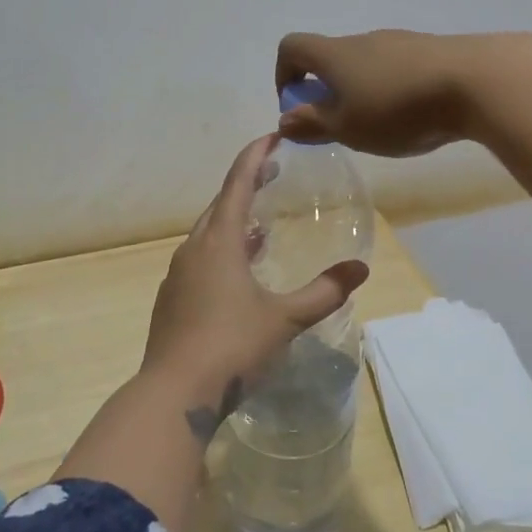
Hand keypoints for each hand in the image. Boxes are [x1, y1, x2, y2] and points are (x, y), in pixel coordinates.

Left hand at [143, 134, 369, 439]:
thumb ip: (324, 293)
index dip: (255, 158)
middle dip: (245, 187)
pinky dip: (222, 252)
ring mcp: (178, 275)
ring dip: (233, 223)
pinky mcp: (171, 299)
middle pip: (220, 206)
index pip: (237, 184)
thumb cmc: (232, 346)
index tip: (272, 137)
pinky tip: (238, 274)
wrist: (174, 394)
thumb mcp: (285, 319)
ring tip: (260, 226)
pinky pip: (200, 260)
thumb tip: (360, 270)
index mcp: (219, 242)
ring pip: (208, 235)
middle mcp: (193, 249)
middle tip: (272, 177)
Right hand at [273, 30, 470, 155]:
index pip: (292, 47)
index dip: (284, 73)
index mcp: (335, 55)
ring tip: (384, 127)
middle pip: (332, 57)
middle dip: (328, 90)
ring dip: (362, 91)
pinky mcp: (431, 50)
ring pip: (367, 63)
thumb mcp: (348, 128)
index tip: (297, 105)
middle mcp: (364, 40)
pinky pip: (398, 67)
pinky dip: (393, 88)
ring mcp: (400, 41)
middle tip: (344, 127)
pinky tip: (416, 115)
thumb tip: (284, 119)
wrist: (476, 82)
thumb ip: (313, 124)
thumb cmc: (398, 109)